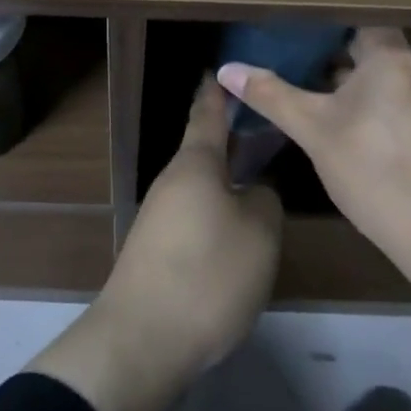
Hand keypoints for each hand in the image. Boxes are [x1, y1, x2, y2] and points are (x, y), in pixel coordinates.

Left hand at [27, 78, 281, 410]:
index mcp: (196, 164)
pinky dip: (216, 215)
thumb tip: (255, 190)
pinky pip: (194, 217)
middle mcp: (172, 182)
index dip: (219, 93)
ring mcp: (159, 216)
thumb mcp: (258, 234)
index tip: (223, 71)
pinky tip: (236, 237)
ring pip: (201, 187)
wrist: (143, 339)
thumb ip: (264, 200)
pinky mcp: (156, 249)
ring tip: (261, 188)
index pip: (208, 115)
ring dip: (226, 183)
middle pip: (205, 153)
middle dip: (233, 143)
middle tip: (268, 136)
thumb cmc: (208, 274)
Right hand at [219, 27, 410, 410]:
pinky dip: (361, 102)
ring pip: (377, 77)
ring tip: (297, 82)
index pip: (354, 17)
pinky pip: (390, 100)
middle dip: (324, 51)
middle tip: (281, 52)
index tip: (286, 21)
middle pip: (365, 46)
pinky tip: (332, 121)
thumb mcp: (315, 131)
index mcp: (392, 56)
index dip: (320, 18)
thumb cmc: (377, 172)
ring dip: (342, 80)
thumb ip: (271, 95)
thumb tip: (225, 69)